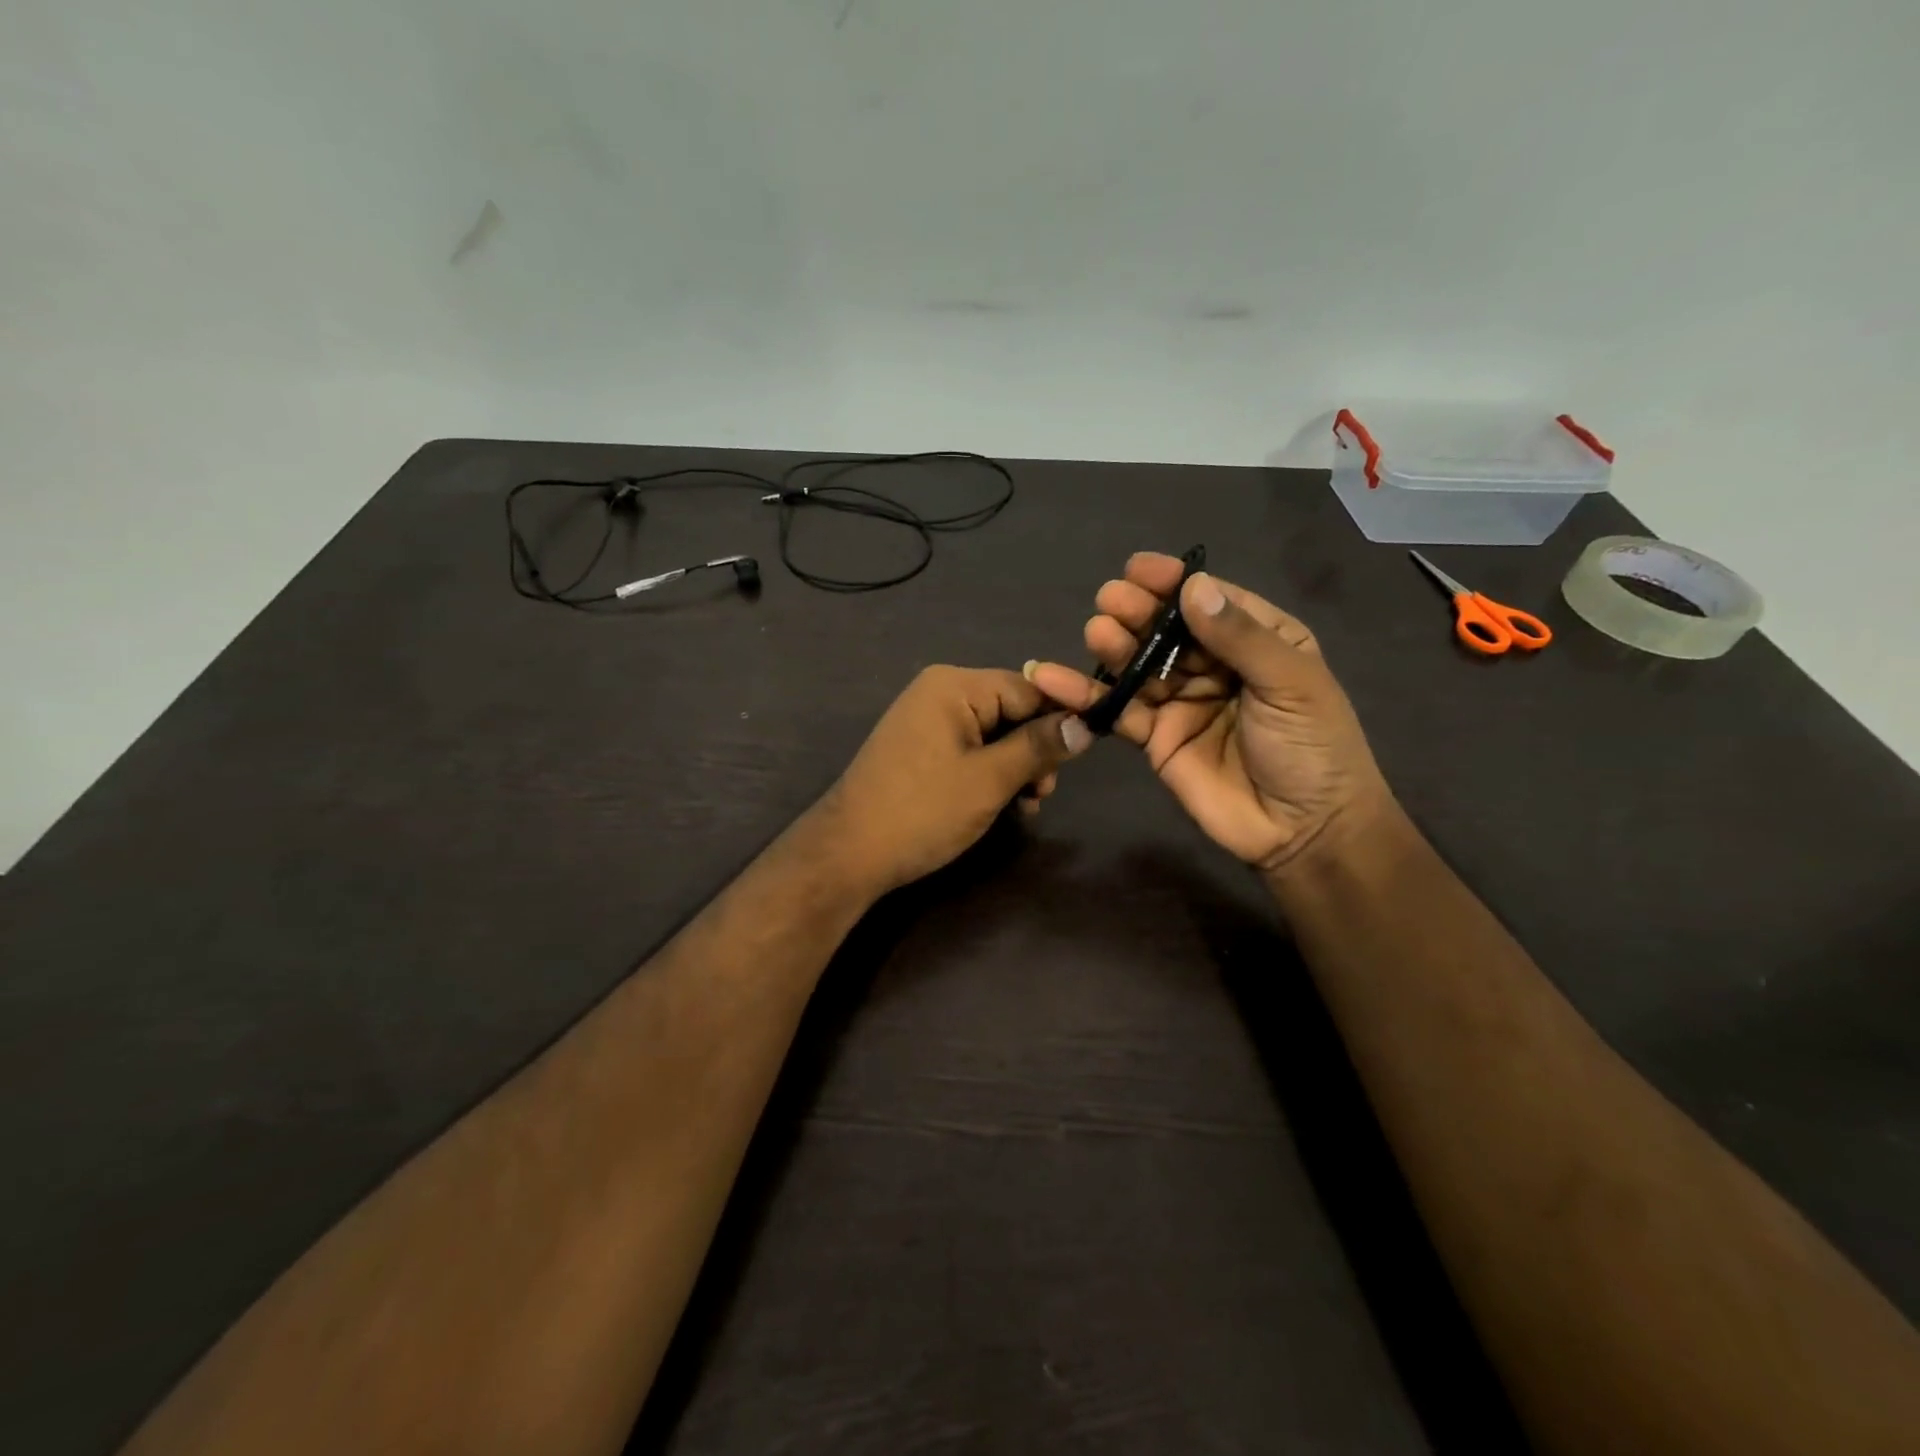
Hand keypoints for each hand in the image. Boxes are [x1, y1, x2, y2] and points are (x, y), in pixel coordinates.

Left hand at [819, 666, 1091, 894]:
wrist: (849, 853)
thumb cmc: (923, 810)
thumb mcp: (990, 780)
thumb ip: (1040, 747)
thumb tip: (1087, 724)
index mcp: (954, 686)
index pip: (1028, 688)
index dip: (1060, 719)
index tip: (1085, 755)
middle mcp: (939, 692)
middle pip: (1011, 710)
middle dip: (1035, 750)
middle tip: (1043, 793)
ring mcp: (927, 721)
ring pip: (994, 734)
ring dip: (1017, 767)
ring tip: (1026, 805)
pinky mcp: (921, 749)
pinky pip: (970, 750)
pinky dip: (991, 773)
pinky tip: (1004, 805)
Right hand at [1027, 553, 1393, 874]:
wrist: (1303, 830)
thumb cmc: (1313, 747)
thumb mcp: (1292, 683)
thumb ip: (1241, 637)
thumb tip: (1193, 586)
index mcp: (1258, 640)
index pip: (1209, 601)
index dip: (1174, 583)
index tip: (1139, 569)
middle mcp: (1215, 664)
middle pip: (1167, 629)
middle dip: (1139, 611)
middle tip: (1111, 600)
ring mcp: (1181, 701)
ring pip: (1139, 665)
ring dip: (1115, 646)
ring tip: (1097, 631)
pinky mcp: (1154, 737)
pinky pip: (1118, 710)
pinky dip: (1087, 695)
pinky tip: (1055, 677)